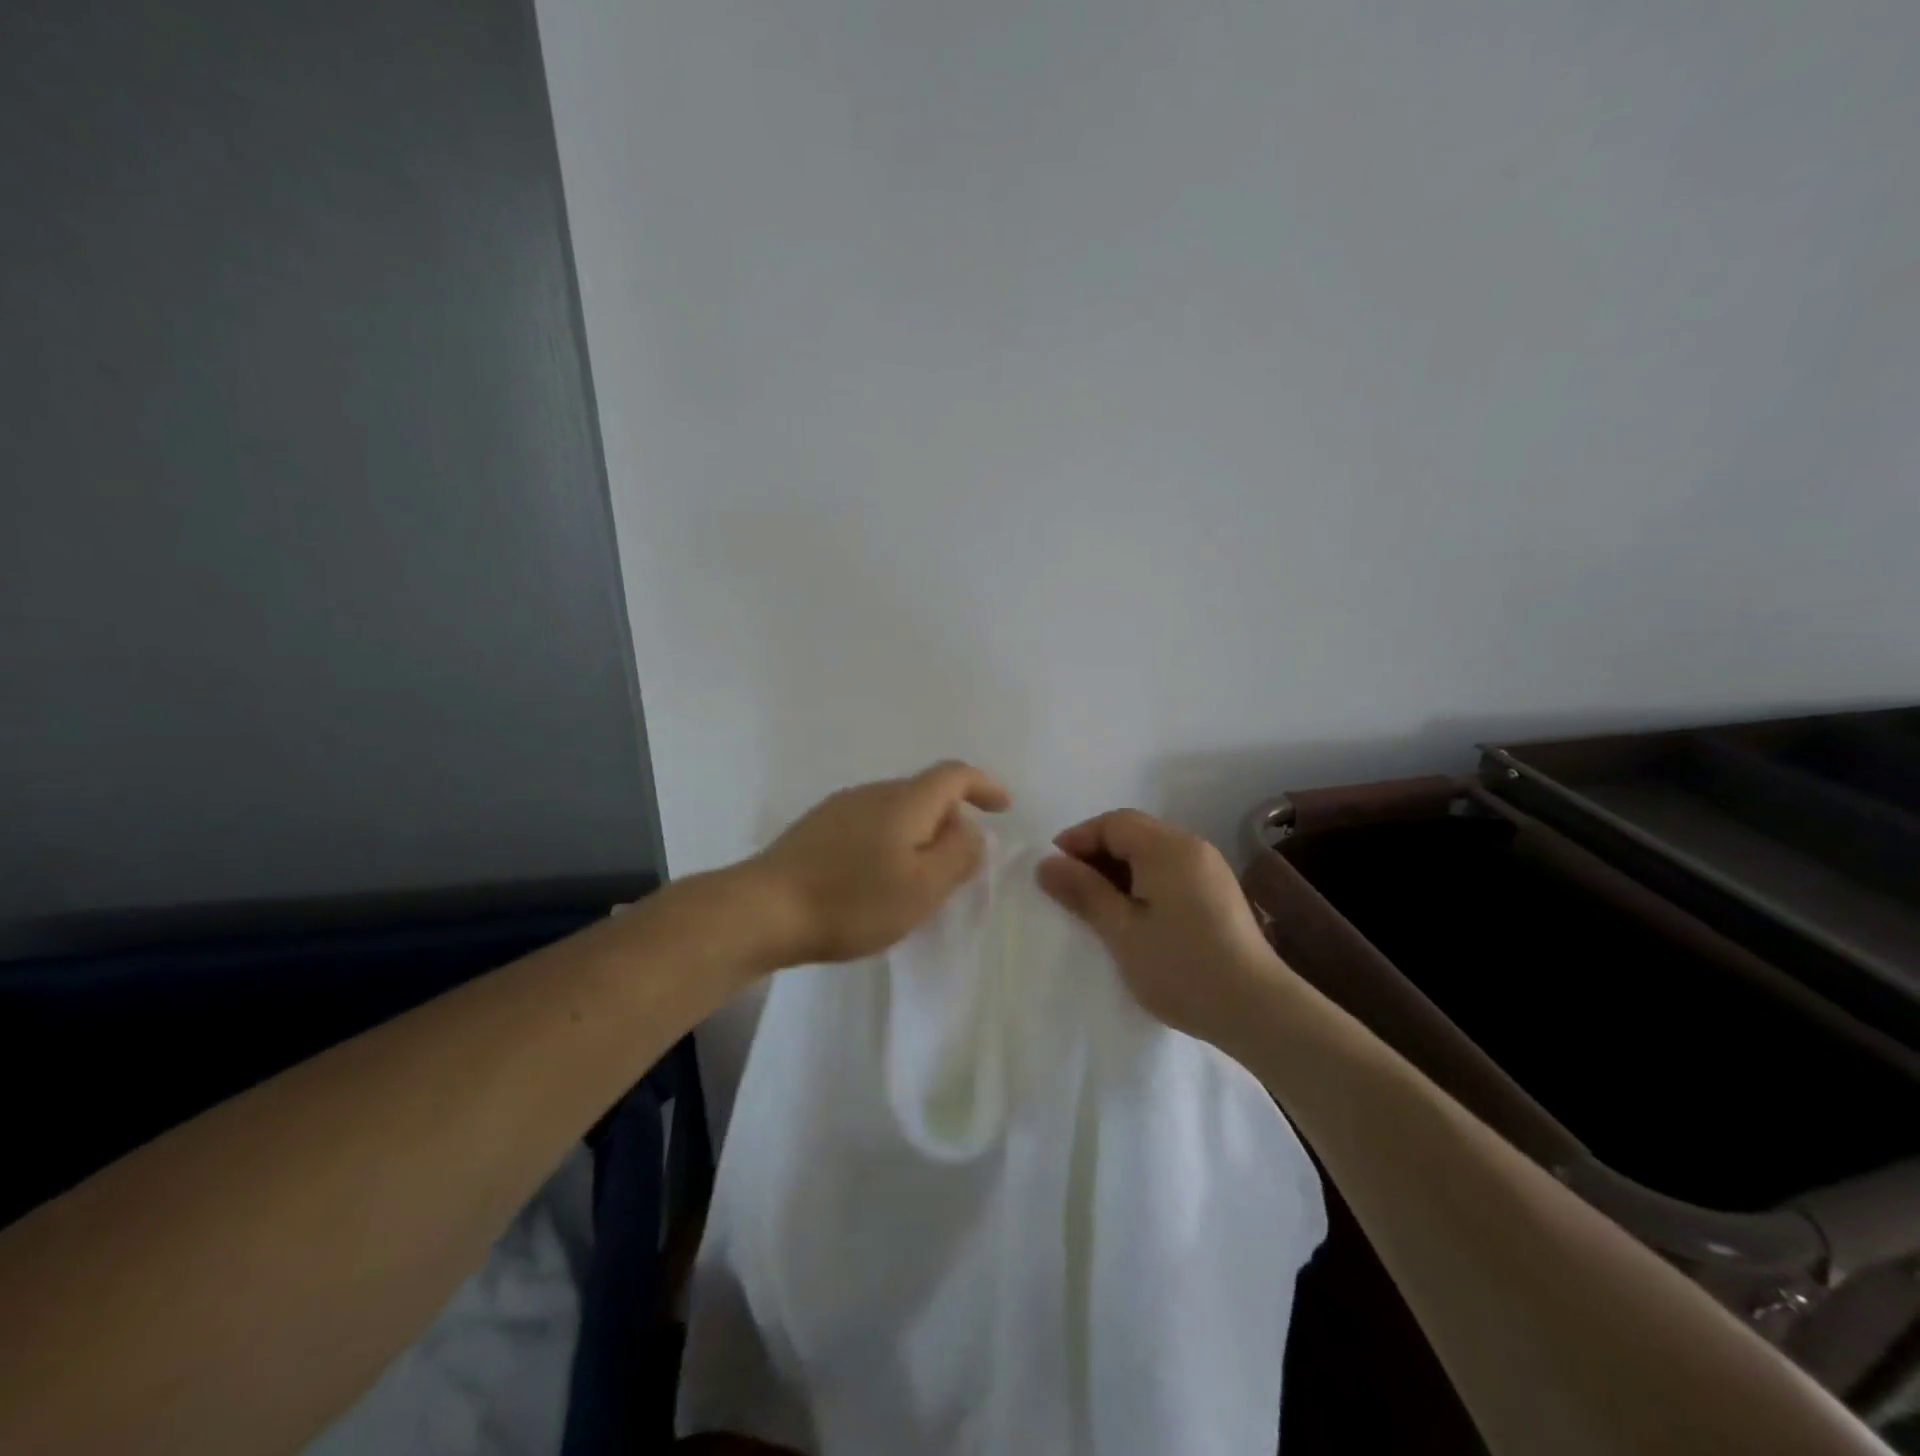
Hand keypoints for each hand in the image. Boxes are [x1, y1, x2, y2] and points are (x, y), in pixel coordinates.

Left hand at [749, 761, 1011, 966]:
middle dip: (950, 820)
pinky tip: (876, 879)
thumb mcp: (923, 887)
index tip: (1003, 807)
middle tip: (958, 864)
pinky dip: (888, 842)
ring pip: (895, 810)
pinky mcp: (816, 828)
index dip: (984, 785)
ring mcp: (840, 807)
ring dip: (918, 835)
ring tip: (917, 878)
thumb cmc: (853, 900)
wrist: (763, 909)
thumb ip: (958, 855)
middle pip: (924, 792)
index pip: (954, 774)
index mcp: (905, 800)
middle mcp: (873, 792)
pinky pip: (869, 825)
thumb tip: (972, 831)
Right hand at [1037, 809, 1286, 1045]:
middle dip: (1097, 853)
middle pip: (1134, 832)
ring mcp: (1210, 869)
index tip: (1053, 871)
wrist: (1258, 1010)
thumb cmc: (1181, 967)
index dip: (1078, 839)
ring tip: (1097, 905)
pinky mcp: (1219, 892)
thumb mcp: (1121, 931)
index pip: (1113, 822)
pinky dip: (1143, 881)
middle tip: (1070, 889)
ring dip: (1119, 868)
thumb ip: (1083, 892)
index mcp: (1167, 847)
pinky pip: (1170, 870)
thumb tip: (1046, 863)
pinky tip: (1134, 915)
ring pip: (1152, 852)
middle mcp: (1191, 846)